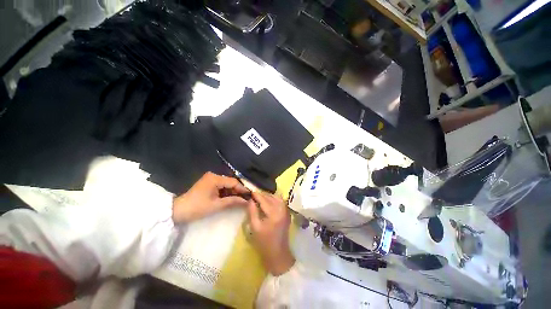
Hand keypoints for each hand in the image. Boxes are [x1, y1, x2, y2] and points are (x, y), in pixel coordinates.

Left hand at [172, 172, 249, 222]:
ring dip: (233, 192)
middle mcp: (214, 176)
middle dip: (238, 191)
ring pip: (227, 185)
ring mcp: (211, 179)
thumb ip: (233, 201)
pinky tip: (232, 198)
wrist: (178, 211)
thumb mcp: (216, 205)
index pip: (233, 182)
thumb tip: (246, 201)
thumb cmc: (197, 207)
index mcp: (215, 178)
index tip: (250, 195)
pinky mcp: (209, 184)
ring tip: (241, 199)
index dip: (242, 189)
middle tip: (246, 198)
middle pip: (230, 182)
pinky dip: (227, 193)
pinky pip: (221, 187)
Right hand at [247, 192, 295, 275]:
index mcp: (274, 214)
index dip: (257, 195)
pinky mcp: (287, 213)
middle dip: (263, 195)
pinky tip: (269, 201)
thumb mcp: (255, 227)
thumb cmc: (264, 242)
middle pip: (271, 197)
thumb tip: (250, 200)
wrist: (278, 253)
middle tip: (254, 195)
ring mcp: (286, 211)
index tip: (251, 192)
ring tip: (260, 198)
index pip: (264, 200)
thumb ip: (252, 212)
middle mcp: (282, 210)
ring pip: (277, 198)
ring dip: (269, 196)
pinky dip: (274, 199)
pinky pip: (281, 201)